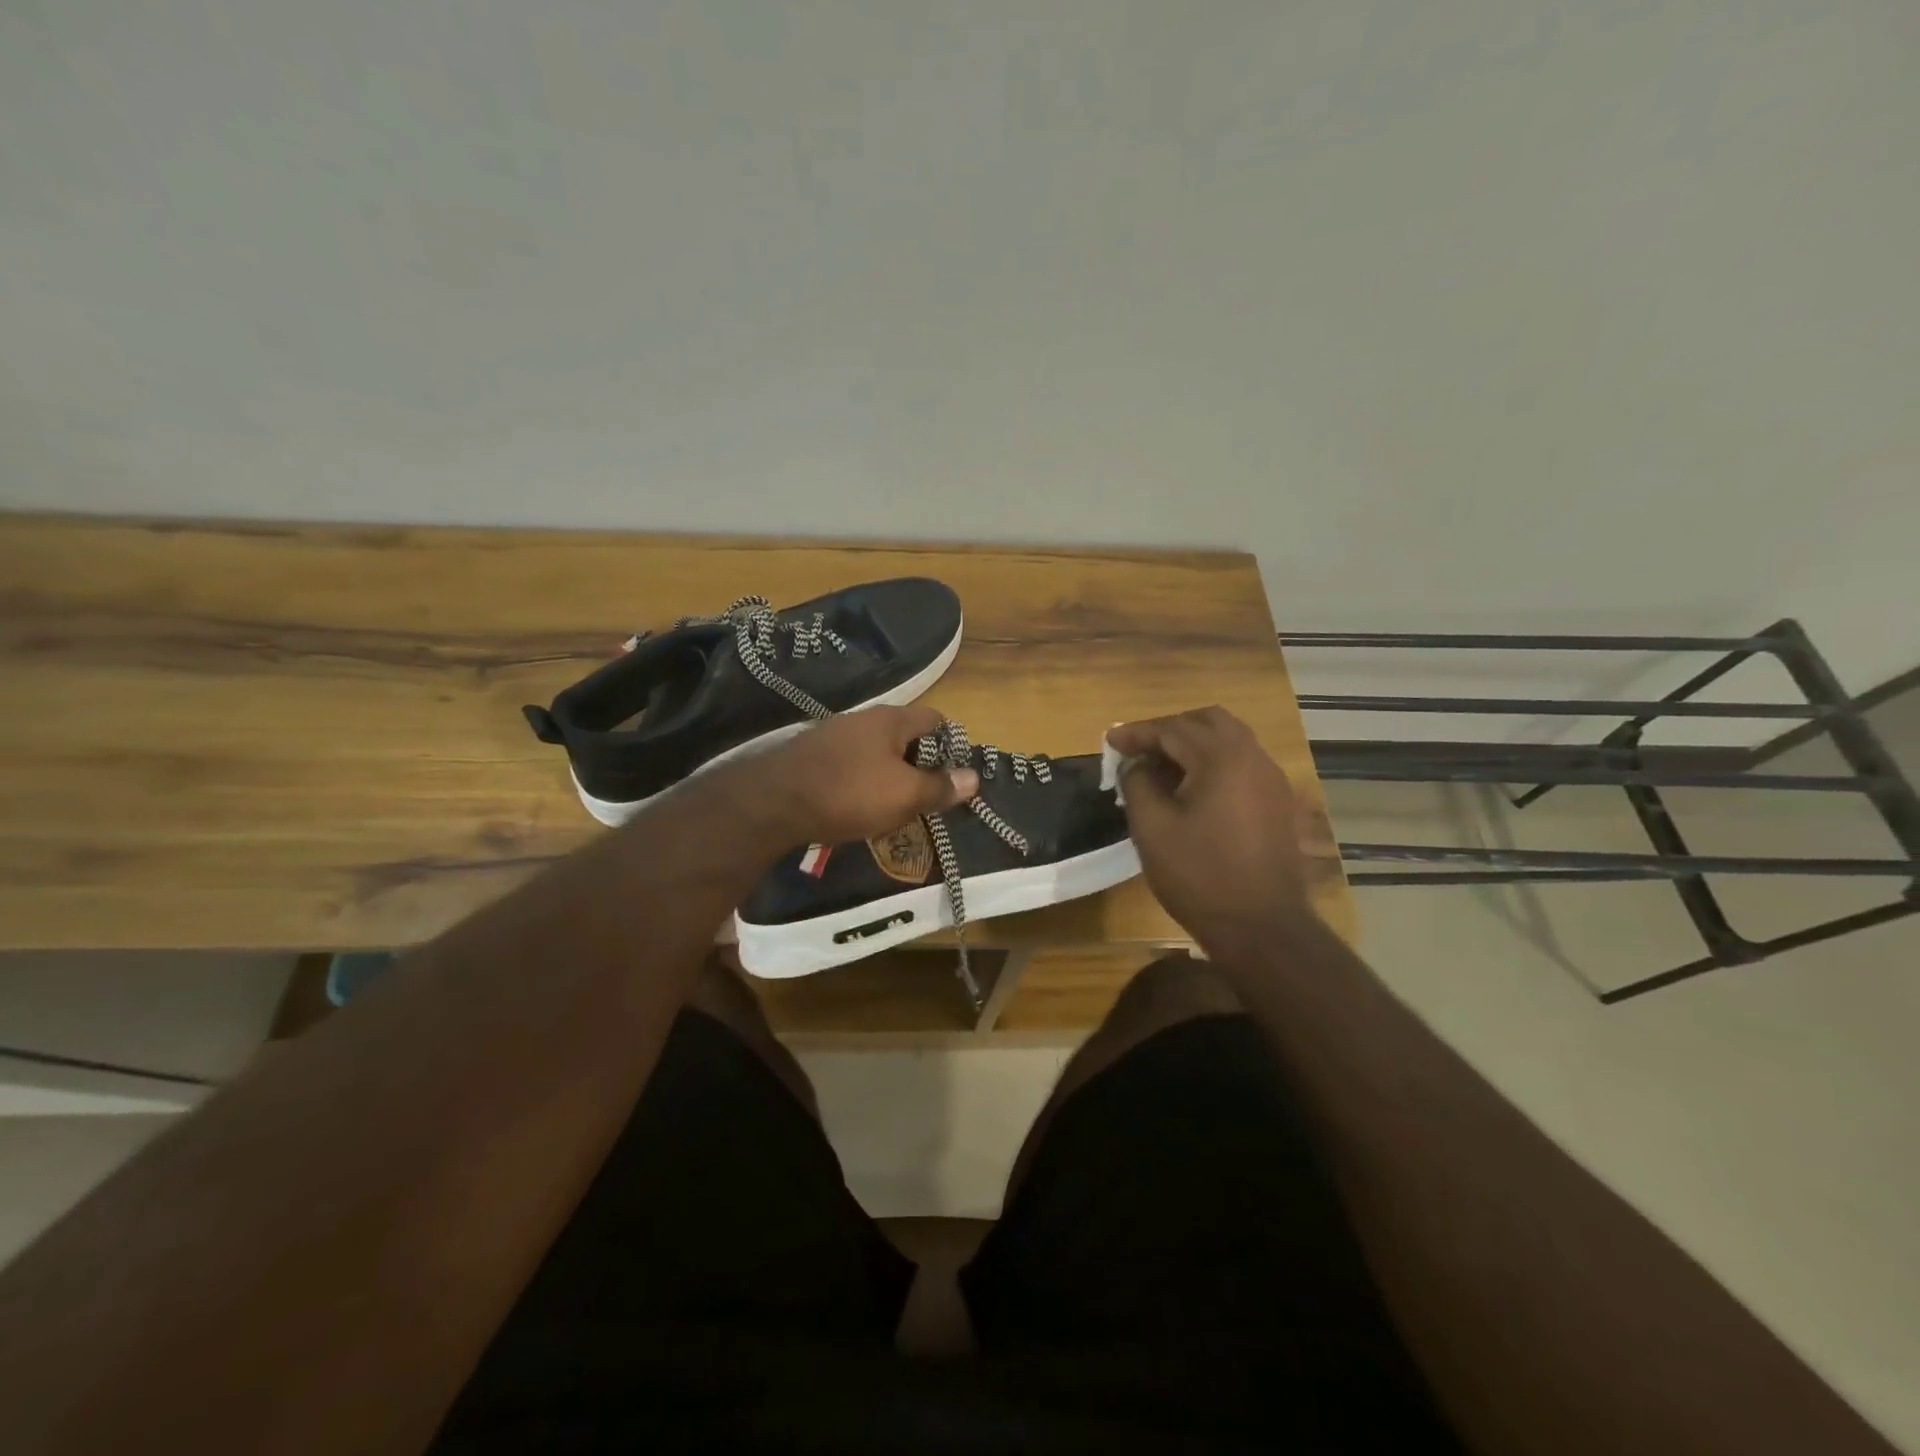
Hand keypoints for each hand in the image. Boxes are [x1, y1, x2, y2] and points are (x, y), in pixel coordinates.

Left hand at [716, 705, 978, 846]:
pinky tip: (856, 806)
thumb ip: (940, 787)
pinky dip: (860, 781)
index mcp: (891, 720)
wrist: (774, 802)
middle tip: (926, 795)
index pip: (934, 718)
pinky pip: (849, 764)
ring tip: (893, 806)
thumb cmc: (850, 793)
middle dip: (918, 763)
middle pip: (903, 734)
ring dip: (888, 774)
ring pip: (875, 751)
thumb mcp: (904, 796)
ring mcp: (833, 735)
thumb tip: (974, 778)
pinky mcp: (811, 755)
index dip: (950, 742)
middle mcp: (863, 719)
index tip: (954, 772)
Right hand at [1109, 706, 1331, 949]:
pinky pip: (1241, 764)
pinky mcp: (1276, 802)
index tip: (1109, 741)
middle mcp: (1253, 758)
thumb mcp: (1152, 828)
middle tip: (1138, 749)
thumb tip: (1135, 764)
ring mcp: (1271, 780)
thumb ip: (1137, 784)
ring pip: (1229, 740)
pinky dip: (1212, 762)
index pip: (1173, 729)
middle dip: (1169, 729)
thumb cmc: (1199, 876)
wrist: (1261, 927)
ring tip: (1161, 768)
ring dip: (1193, 744)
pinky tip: (1190, 789)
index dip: (1137, 733)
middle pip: (1208, 721)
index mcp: (1222, 759)